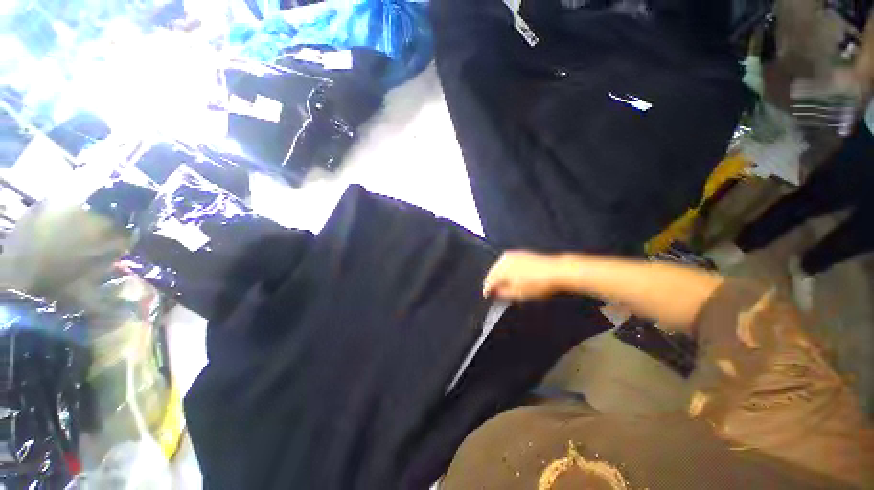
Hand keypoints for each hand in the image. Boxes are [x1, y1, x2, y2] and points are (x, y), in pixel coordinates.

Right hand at [483, 251, 567, 300]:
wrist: (556, 271)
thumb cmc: (538, 284)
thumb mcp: (518, 294)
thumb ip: (502, 293)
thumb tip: (494, 293)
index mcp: (501, 270)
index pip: (488, 281)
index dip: (487, 290)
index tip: (487, 296)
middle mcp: (503, 260)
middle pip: (492, 272)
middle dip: (492, 282)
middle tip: (495, 292)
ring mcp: (511, 255)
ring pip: (499, 266)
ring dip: (499, 275)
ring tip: (503, 285)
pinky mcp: (519, 253)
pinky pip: (507, 262)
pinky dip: (506, 269)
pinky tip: (511, 276)